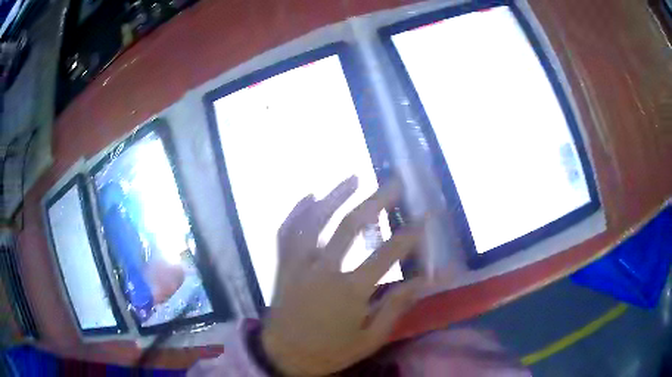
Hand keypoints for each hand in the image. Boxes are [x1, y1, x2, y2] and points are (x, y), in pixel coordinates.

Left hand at [262, 176, 424, 375]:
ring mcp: (298, 265)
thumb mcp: (369, 339)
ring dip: (334, 196)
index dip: (409, 235)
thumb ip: (395, 308)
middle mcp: (322, 271)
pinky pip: (286, 233)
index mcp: (348, 292)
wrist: (283, 357)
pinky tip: (309, 196)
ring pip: (314, 221)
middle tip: (392, 183)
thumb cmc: (329, 352)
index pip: (386, 255)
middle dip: (375, 201)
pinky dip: (297, 212)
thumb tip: (424, 281)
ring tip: (353, 178)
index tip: (424, 218)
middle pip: (349, 227)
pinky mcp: (282, 267)